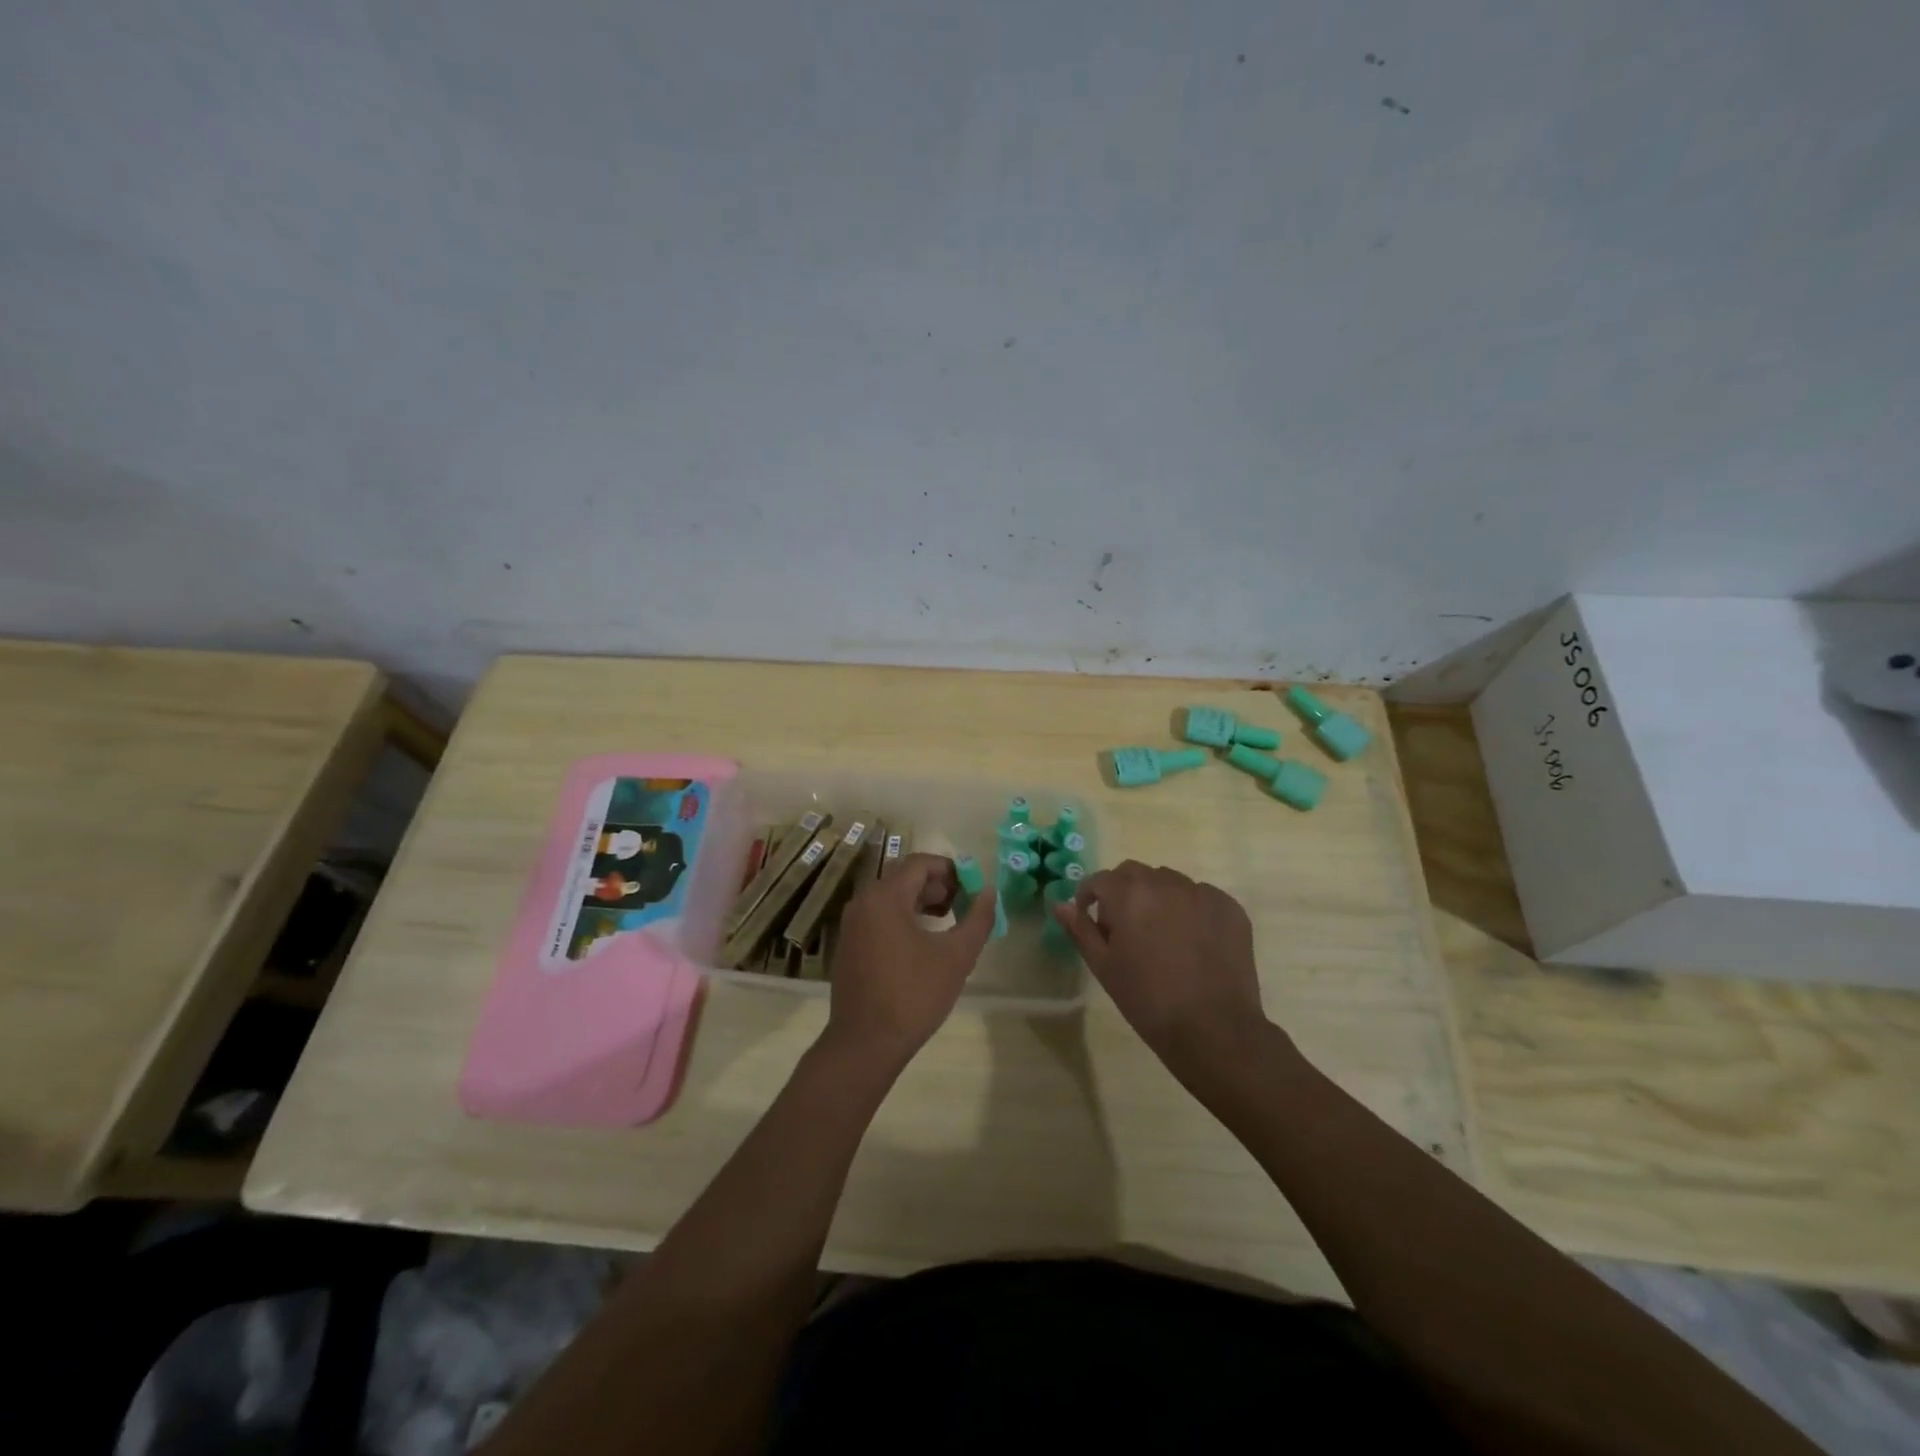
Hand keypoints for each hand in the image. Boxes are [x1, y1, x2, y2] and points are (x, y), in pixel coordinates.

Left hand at [823, 853, 996, 1075]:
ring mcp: (852, 924)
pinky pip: (880, 917)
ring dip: (922, 902)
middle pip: (905, 878)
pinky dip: (904, 918)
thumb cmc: (913, 995)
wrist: (864, 1044)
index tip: (973, 888)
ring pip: (892, 898)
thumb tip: (989, 892)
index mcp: (885, 897)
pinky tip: (923, 943)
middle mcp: (863, 902)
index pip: (921, 864)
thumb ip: (977, 919)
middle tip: (963, 906)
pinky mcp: (849, 945)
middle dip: (938, 887)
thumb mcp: (956, 957)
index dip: (951, 870)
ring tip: (948, 922)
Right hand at [1051, 860, 1280, 1090]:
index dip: (1090, 897)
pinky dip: (1191, 910)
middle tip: (1126, 929)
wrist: (1213, 1029)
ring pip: (1169, 882)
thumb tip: (1060, 904)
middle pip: (1135, 874)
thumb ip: (1080, 929)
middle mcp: (1165, 882)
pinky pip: (1201, 897)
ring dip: (1158, 898)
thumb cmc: (1147, 1000)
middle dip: (1124, 892)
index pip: (1100, 880)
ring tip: (1162, 936)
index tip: (1091, 919)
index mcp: (1129, 894)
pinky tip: (1193, 943)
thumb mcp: (1104, 966)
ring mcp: (1202, 893)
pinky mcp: (1230, 908)